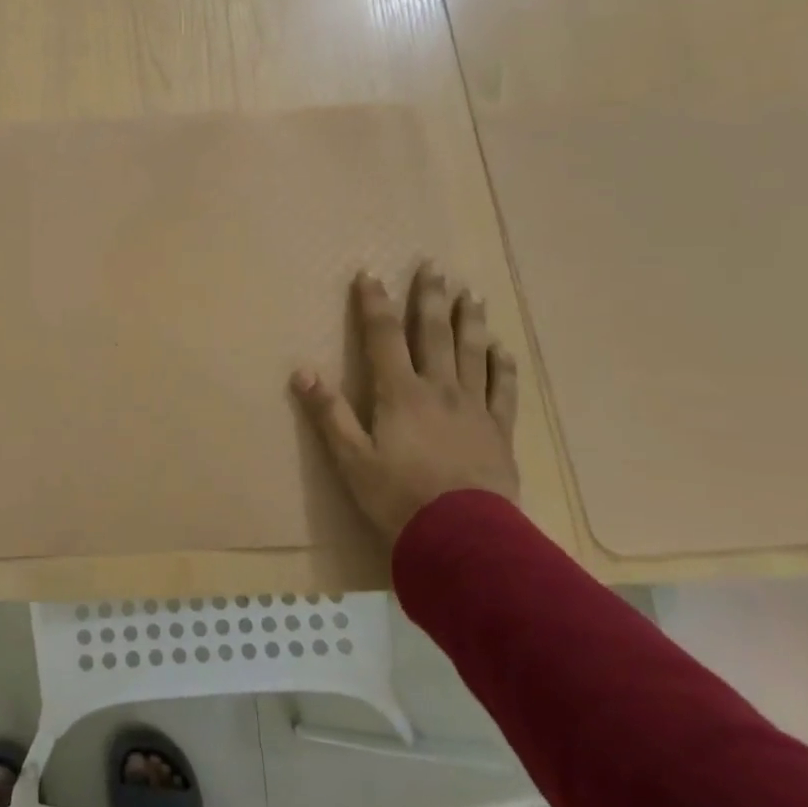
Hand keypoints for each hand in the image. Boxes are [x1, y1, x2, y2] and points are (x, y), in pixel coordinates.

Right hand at [292, 262, 518, 542]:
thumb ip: (328, 413)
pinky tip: (504, 349)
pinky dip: (503, 367)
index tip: (369, 275)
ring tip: (472, 295)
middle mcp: (439, 390)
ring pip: (473, 354)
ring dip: (470, 322)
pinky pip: (503, 391)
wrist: (463, 538)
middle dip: (430, 300)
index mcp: (400, 394)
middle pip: (434, 335)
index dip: (374, 305)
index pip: (384, 338)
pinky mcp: (498, 432)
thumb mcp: (351, 458)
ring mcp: (474, 409)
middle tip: (434, 268)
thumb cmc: (398, 497)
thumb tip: (303, 371)